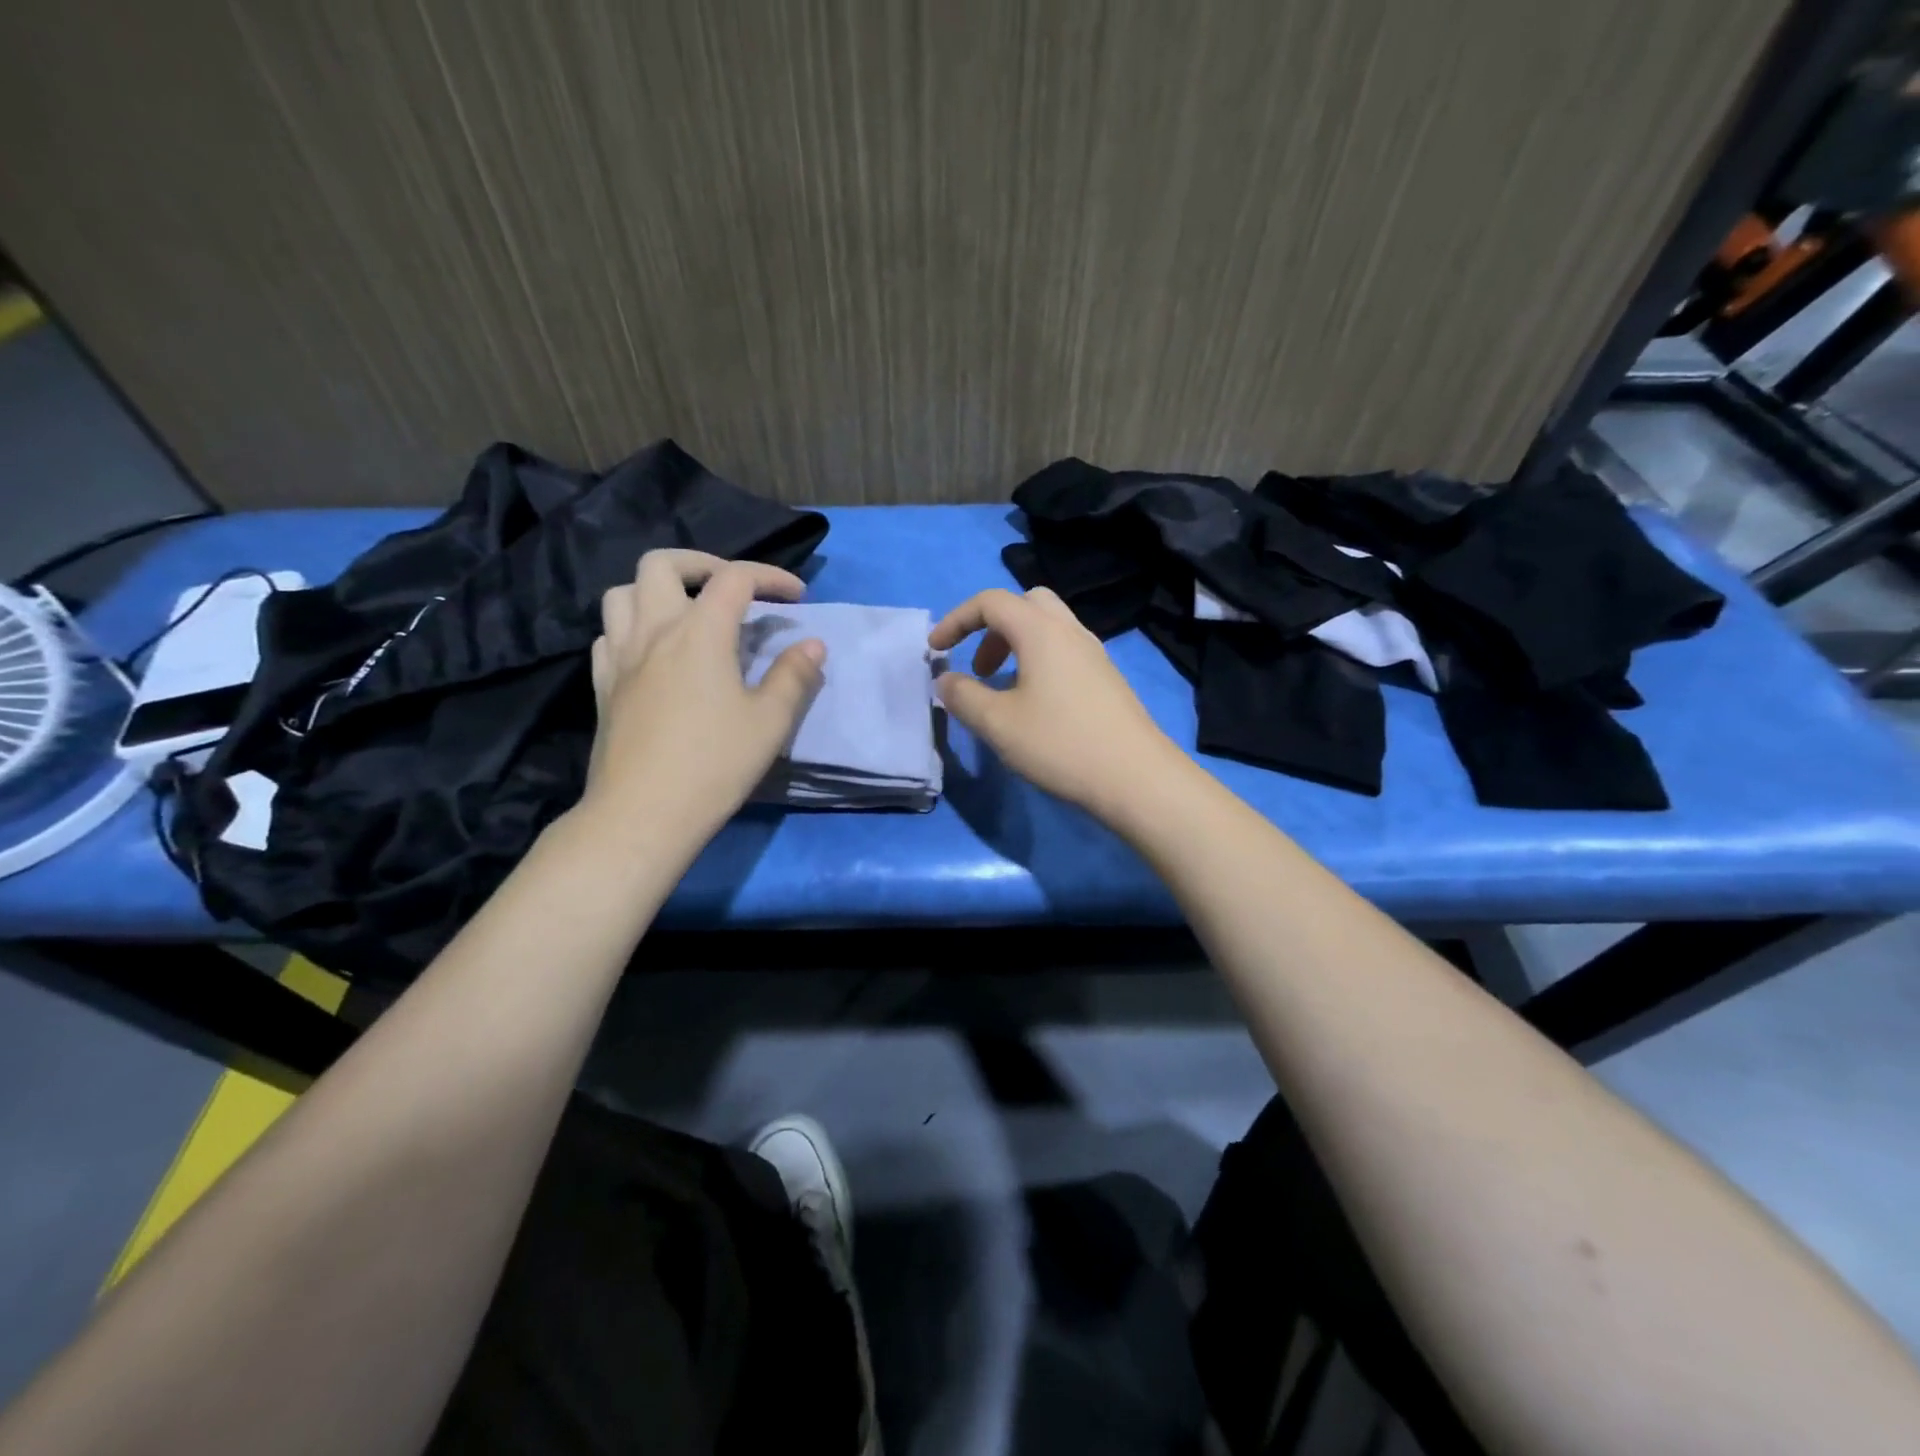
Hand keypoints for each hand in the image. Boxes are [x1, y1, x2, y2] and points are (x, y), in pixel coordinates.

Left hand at [582, 549, 824, 847]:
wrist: (644, 813)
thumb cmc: (714, 764)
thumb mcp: (770, 722)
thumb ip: (794, 676)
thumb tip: (813, 644)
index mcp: (699, 632)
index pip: (735, 578)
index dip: (771, 577)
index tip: (797, 597)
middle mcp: (653, 630)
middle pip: (662, 564)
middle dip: (702, 564)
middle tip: (732, 589)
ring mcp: (620, 656)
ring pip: (623, 592)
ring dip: (659, 590)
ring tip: (688, 613)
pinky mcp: (602, 685)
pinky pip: (609, 634)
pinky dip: (633, 627)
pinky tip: (653, 652)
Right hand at [929, 586, 1188, 825]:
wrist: (1136, 777)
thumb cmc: (1061, 744)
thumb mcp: (998, 724)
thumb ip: (963, 696)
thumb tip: (945, 680)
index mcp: (1041, 631)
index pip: (991, 601)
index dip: (956, 619)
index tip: (936, 650)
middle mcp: (1070, 631)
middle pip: (1026, 603)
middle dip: (992, 627)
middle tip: (979, 666)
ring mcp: (1095, 654)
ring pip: (1049, 628)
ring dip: (1016, 646)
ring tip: (1002, 690)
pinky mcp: (1107, 678)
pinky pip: (1065, 651)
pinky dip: (1039, 662)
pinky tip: (1035, 706)